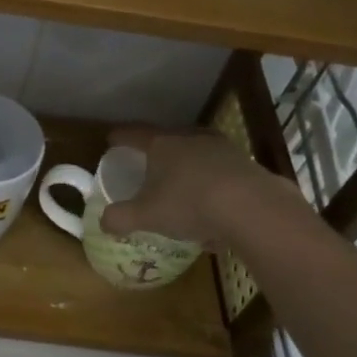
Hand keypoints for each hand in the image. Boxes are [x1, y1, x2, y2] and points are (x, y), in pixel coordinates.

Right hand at [99, 125, 308, 248]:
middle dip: (155, 152)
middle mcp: (191, 139)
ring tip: (179, 186)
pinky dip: (209, 185)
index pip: (134, 134)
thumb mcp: (146, 216)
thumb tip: (103, 222)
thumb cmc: (189, 204)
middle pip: (167, 140)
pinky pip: (218, 173)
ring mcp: (223, 149)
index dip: (120, 137)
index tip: (111, 140)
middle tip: (145, 165)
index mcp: (162, 144)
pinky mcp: (246, 166)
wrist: (253, 208)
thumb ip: (120, 218)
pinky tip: (209, 208)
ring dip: (185, 168)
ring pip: (195, 154)